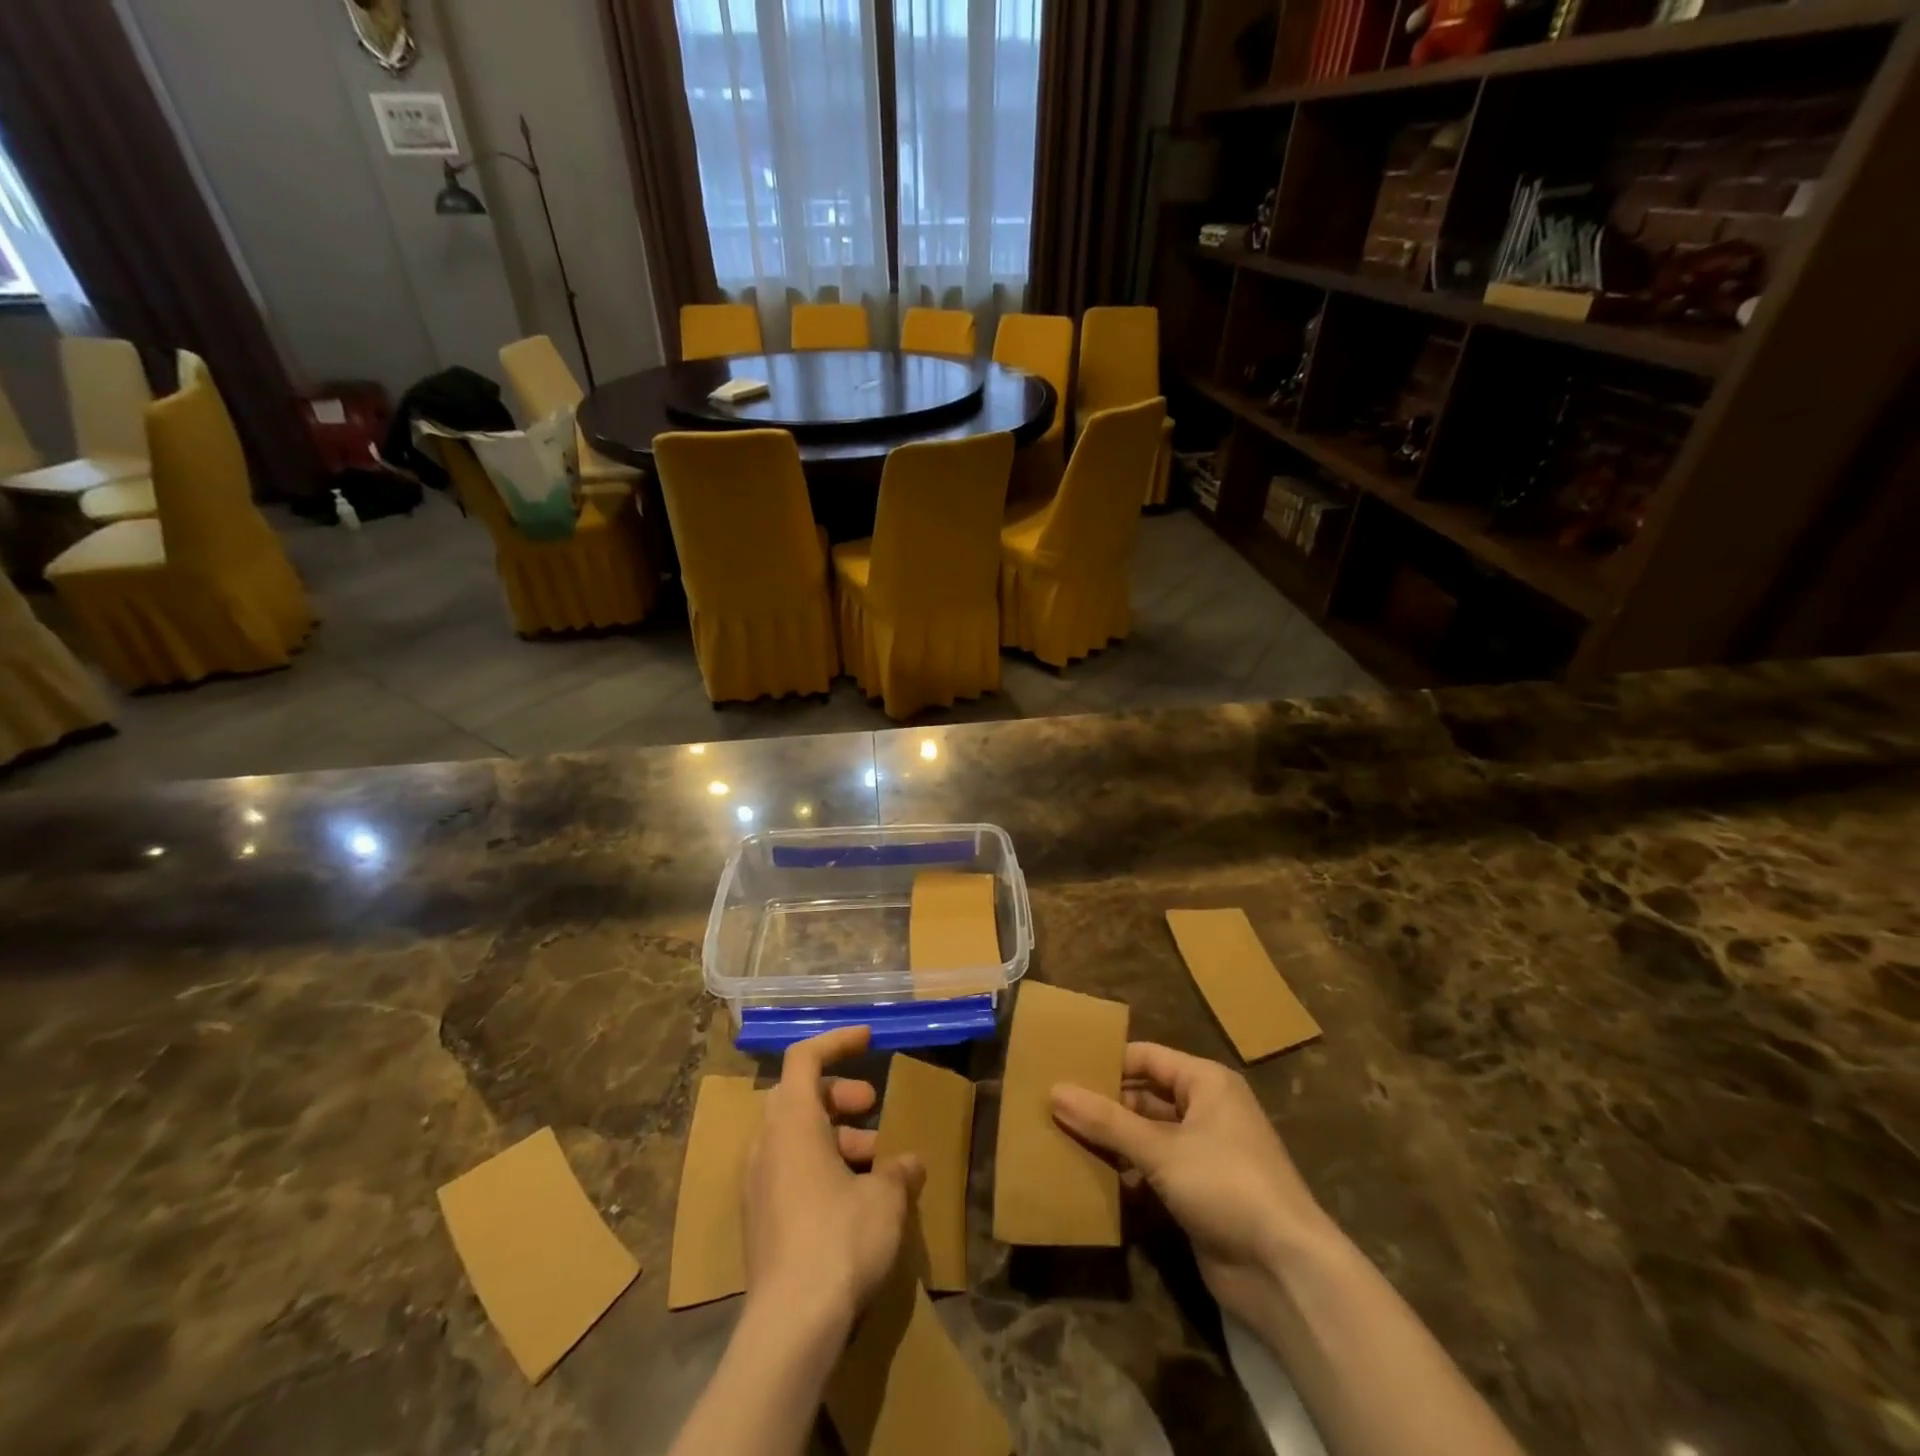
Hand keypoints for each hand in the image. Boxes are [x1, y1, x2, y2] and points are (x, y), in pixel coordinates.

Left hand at [743, 1027, 925, 1338]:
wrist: (790, 1325)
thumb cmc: (840, 1240)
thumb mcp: (884, 1199)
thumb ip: (897, 1171)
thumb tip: (909, 1164)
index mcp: (792, 1123)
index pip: (805, 1058)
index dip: (837, 1041)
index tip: (869, 1040)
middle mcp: (767, 1144)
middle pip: (798, 1095)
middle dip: (839, 1094)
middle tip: (872, 1107)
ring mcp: (757, 1184)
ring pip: (794, 1135)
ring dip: (834, 1135)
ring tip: (875, 1161)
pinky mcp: (759, 1220)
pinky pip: (788, 1170)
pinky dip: (820, 1165)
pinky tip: (854, 1197)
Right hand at [1051, 1042, 1332, 1326]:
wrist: (1285, 1271)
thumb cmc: (1226, 1184)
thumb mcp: (1161, 1149)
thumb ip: (1107, 1121)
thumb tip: (1055, 1091)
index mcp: (1205, 1083)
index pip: (1146, 1058)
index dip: (1107, 1062)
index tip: (1062, 1068)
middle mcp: (1205, 1110)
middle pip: (1144, 1097)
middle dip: (1103, 1104)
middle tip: (1053, 1107)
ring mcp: (1202, 1154)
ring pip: (1146, 1135)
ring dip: (1111, 1141)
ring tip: (1060, 1139)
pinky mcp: (1197, 1193)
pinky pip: (1153, 1170)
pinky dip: (1126, 1173)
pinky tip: (1091, 1179)